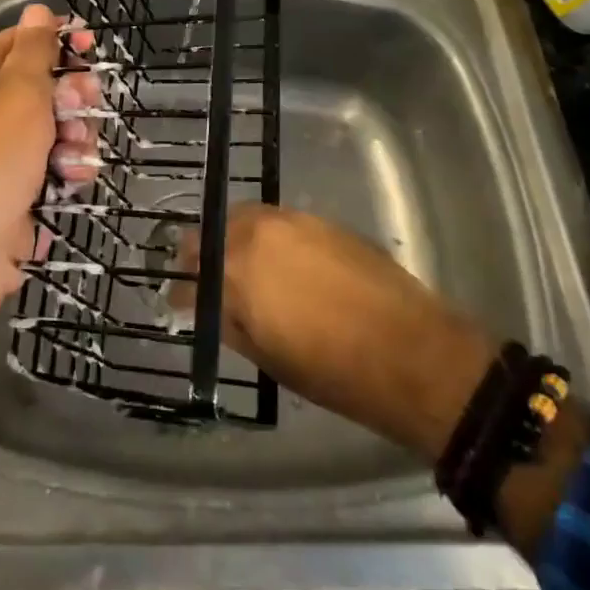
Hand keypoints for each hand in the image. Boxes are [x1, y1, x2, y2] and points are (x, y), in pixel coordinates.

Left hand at [0, 4, 95, 299]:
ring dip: (77, 137)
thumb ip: (34, 49)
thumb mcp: (18, 91)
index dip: (58, 40)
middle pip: (49, 85)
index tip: (90, 46)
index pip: (24, 41)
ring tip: (70, 156)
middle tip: (79, 107)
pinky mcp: (25, 186)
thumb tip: (37, 8)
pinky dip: (70, 170)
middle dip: (73, 96)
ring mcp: (9, 151)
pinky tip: (70, 180)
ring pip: (61, 127)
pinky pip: (59, 164)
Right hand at [191, 204, 494, 460]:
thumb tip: (210, 305)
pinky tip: (283, 263)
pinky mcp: (323, 220)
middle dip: (204, 255)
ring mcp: (294, 221)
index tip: (179, 300)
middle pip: (215, 231)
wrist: (409, 351)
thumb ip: (230, 321)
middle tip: (206, 279)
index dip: (181, 287)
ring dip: (237, 240)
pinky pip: (280, 222)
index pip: (191, 269)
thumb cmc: (332, 369)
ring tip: (245, 269)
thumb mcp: (267, 356)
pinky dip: (269, 237)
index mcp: (237, 270)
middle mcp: (259, 233)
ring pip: (248, 219)